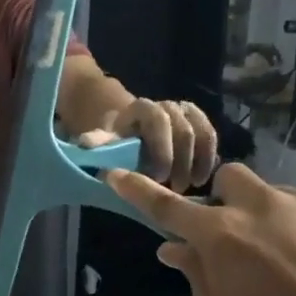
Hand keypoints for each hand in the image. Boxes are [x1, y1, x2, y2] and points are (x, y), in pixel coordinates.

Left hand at [81, 98, 217, 193]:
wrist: (131, 131)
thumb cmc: (117, 141)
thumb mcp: (105, 141)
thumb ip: (99, 142)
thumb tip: (84, 144)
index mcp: (143, 108)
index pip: (158, 120)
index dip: (162, 149)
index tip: (159, 178)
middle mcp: (168, 105)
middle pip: (184, 130)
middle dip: (181, 162)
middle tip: (176, 189)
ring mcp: (187, 113)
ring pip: (202, 132)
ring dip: (199, 161)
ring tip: (192, 186)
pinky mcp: (200, 124)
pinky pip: (211, 137)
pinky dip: (209, 158)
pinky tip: (202, 178)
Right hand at [108, 163, 295, 295]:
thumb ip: (194, 276)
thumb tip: (173, 248)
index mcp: (221, 237)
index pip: (168, 206)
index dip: (138, 191)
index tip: (116, 175)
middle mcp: (259, 206)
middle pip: (229, 179)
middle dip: (228, 200)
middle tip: (241, 235)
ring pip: (275, 195)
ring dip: (273, 218)